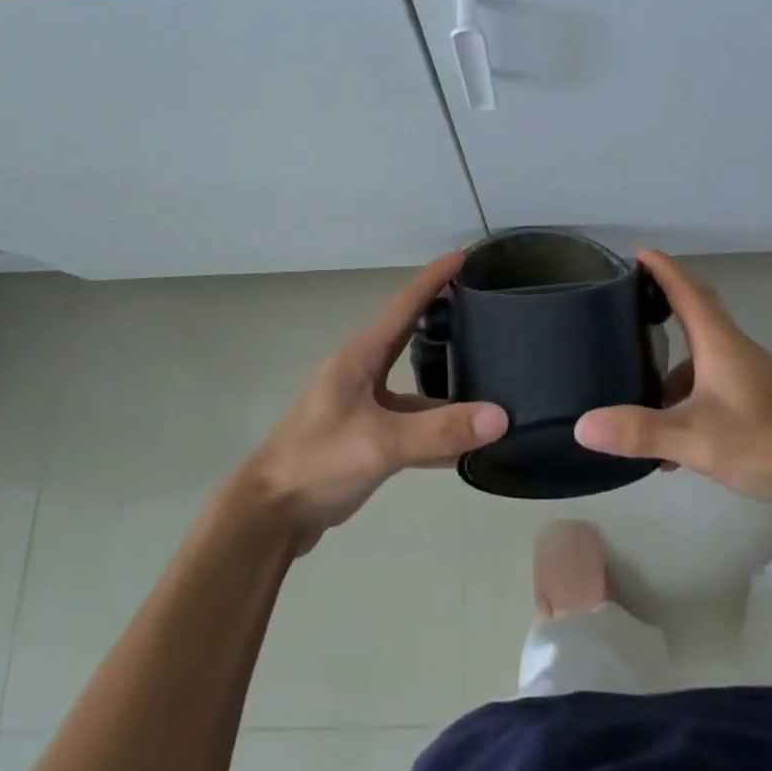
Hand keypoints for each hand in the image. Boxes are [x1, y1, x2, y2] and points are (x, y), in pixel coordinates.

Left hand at [237, 252, 507, 552]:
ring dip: (447, 387)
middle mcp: (362, 375)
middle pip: (411, 340)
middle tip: (487, 312)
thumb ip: (440, 431)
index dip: (434, 279)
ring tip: (491, 378)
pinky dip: (437, 429)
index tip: (465, 254)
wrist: (269, 516)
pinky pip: (410, 424)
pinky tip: (467, 441)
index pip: (405, 306)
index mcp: (361, 359)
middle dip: (445, 323)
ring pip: (415, 389)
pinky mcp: (365, 439)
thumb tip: (502, 416)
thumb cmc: (318, 462)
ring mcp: (362, 408)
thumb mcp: (382, 444)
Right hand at [574, 250, 771, 503]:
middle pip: (697, 313)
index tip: (637, 253)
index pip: (687, 290)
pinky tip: (671, 438)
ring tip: (637, 387)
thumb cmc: (766, 441)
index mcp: (720, 343)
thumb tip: (583, 425)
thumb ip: (641, 432)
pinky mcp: (757, 401)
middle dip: (664, 304)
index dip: (662, 269)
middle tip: (630, 305)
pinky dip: (687, 398)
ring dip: (672, 365)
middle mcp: (734, 350)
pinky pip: (712, 385)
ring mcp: (749, 376)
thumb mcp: (696, 439)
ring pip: (703, 355)